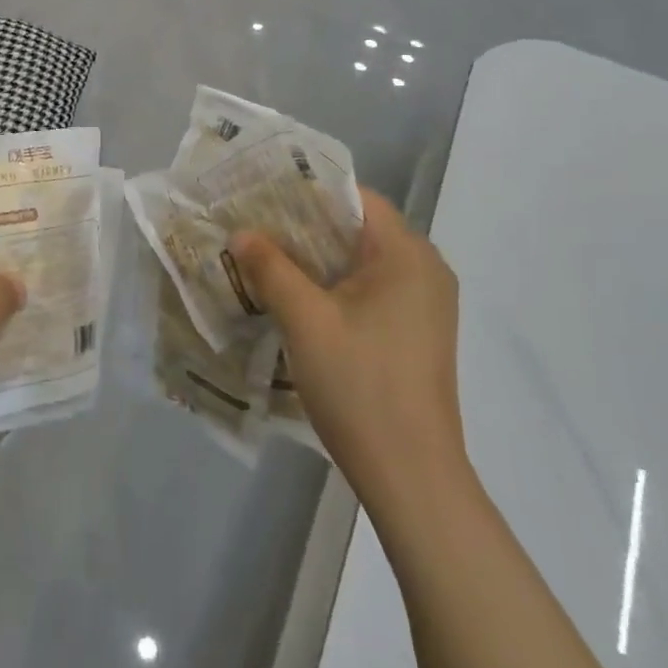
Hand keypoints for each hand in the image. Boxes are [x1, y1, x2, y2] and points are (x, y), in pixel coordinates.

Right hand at [232, 190, 465, 501]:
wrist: (412, 476)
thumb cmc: (360, 385)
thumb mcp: (305, 320)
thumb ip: (271, 267)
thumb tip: (241, 233)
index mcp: (408, 253)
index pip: (355, 197)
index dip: (307, 190)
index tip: (262, 192)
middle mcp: (426, 268)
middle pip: (359, 227)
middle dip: (306, 224)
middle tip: (255, 223)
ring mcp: (426, 304)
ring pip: (364, 261)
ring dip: (319, 257)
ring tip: (267, 255)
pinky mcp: (418, 332)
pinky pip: (373, 288)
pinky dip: (337, 284)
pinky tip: (300, 296)